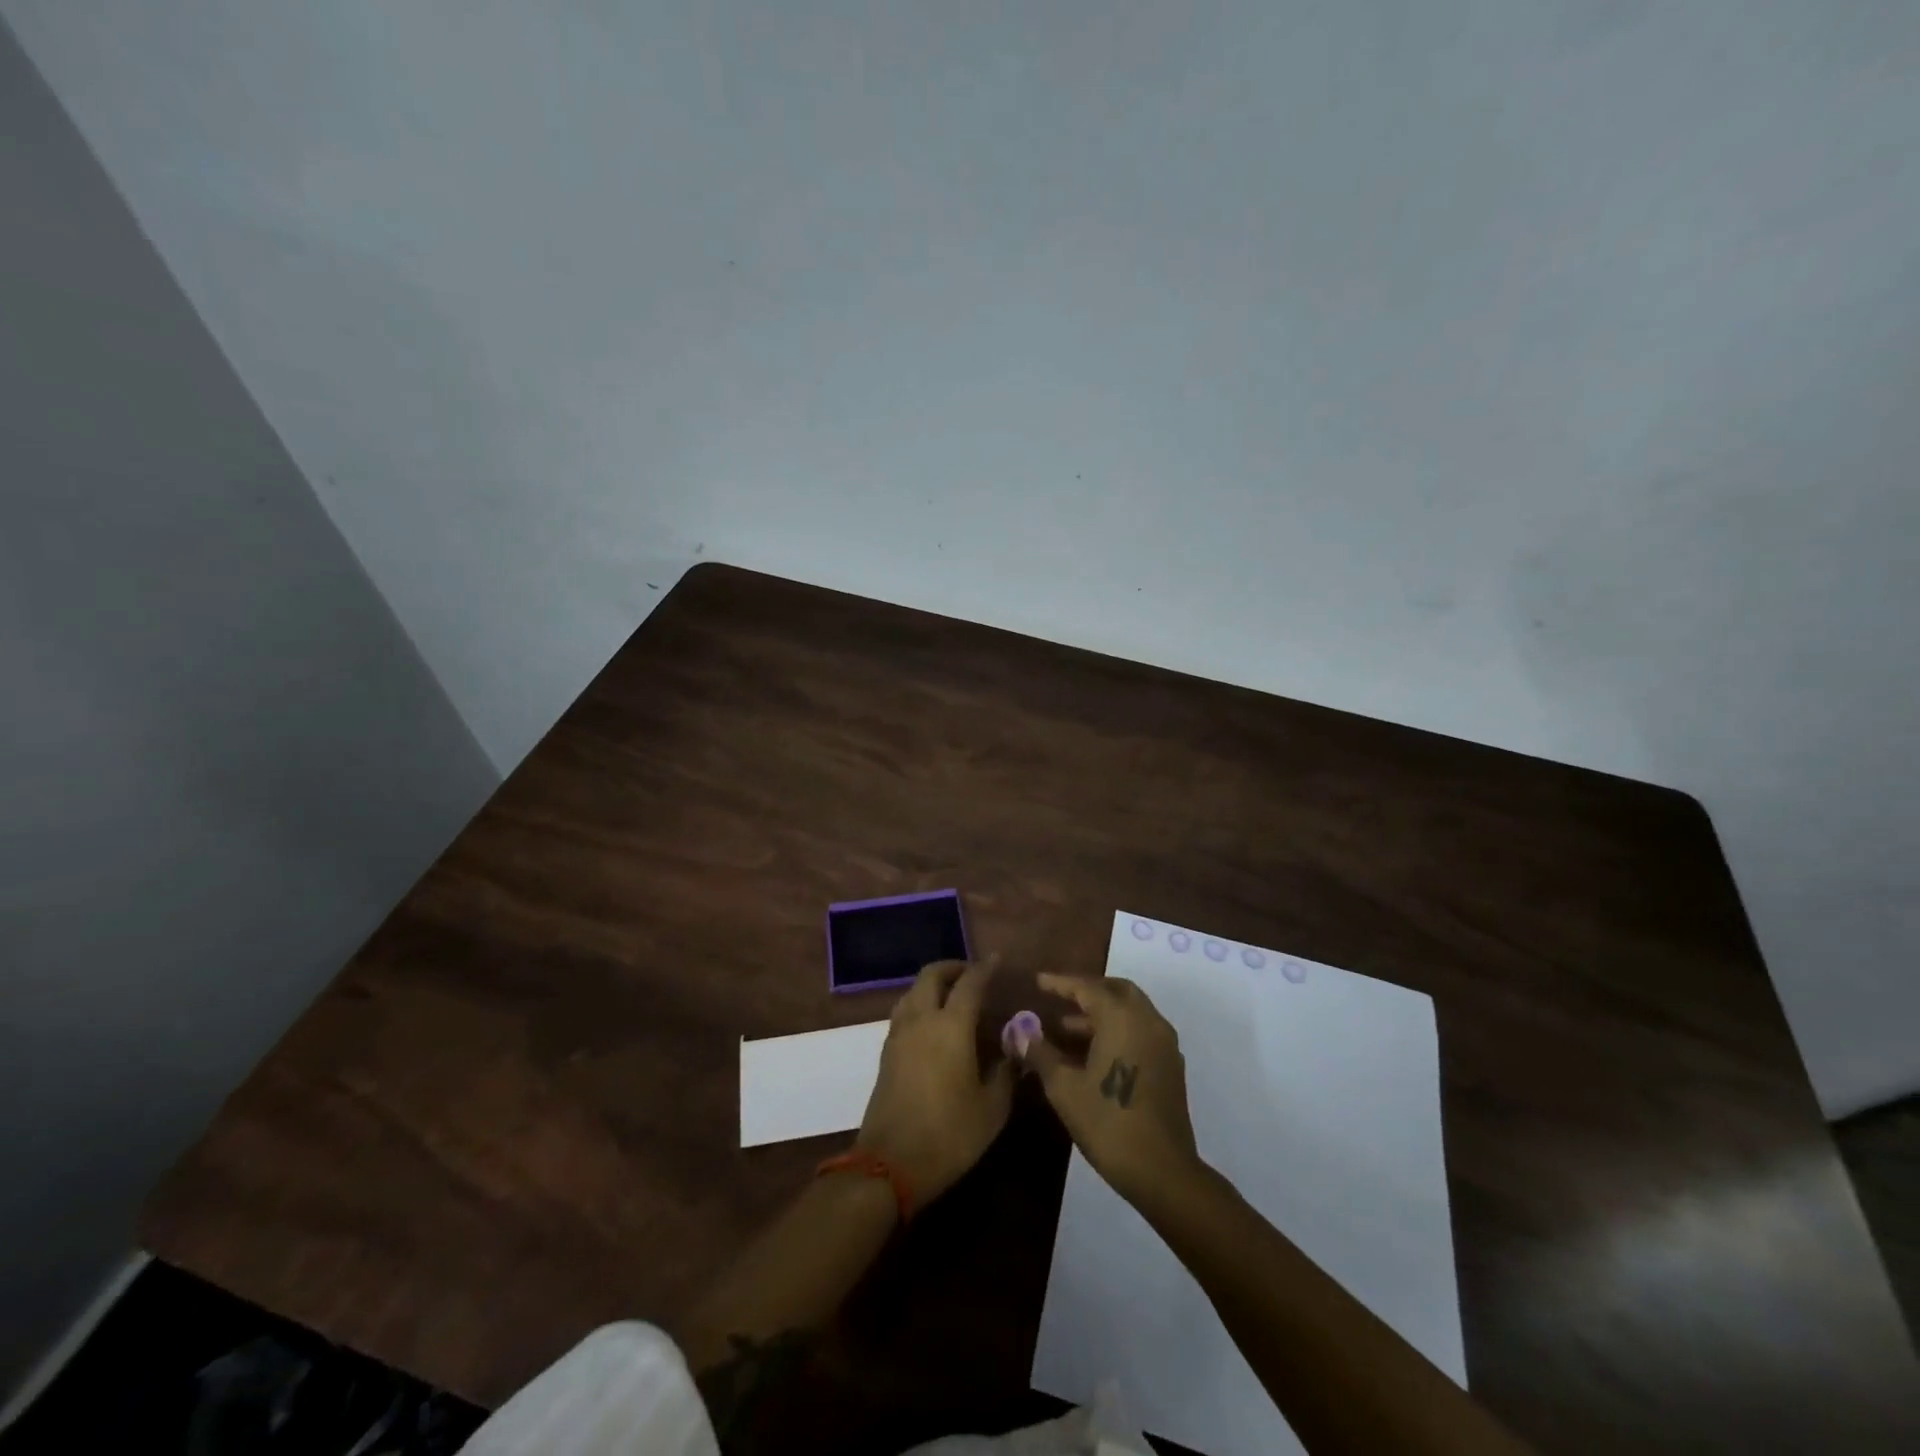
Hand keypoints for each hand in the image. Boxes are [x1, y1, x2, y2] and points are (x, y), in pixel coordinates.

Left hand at [857, 958, 1014, 1205]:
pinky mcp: (886, 1052)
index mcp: (951, 1027)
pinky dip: (920, 1003)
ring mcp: (898, 1034)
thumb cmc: (949, 1135)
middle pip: (932, 975)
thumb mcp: (992, 1109)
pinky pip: (904, 1011)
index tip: (996, 960)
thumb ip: (1007, 1073)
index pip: (970, 983)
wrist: (889, 1165)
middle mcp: (921, 1020)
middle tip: (972, 976)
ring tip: (953, 997)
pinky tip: (934, 1025)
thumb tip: (1018, 1050)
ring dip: (933, 984)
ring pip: (913, 991)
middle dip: (952, 968)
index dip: (984, 968)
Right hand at [1015, 972, 1200, 1202]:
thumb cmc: (1107, 1122)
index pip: (1087, 988)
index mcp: (1122, 1018)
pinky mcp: (1171, 1066)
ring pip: (1132, 1012)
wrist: (1162, 1170)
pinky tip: (1095, 1054)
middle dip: (1088, 991)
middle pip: (1117, 991)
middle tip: (1060, 999)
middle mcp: (1148, 1021)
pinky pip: (1142, 1032)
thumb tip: (1020, 1032)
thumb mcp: (1064, 1087)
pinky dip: (1119, 1030)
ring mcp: (1164, 1044)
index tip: (1038, 981)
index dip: (1060, 983)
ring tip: (1066, 1031)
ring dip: (1102, 1014)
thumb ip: (1040, 1053)